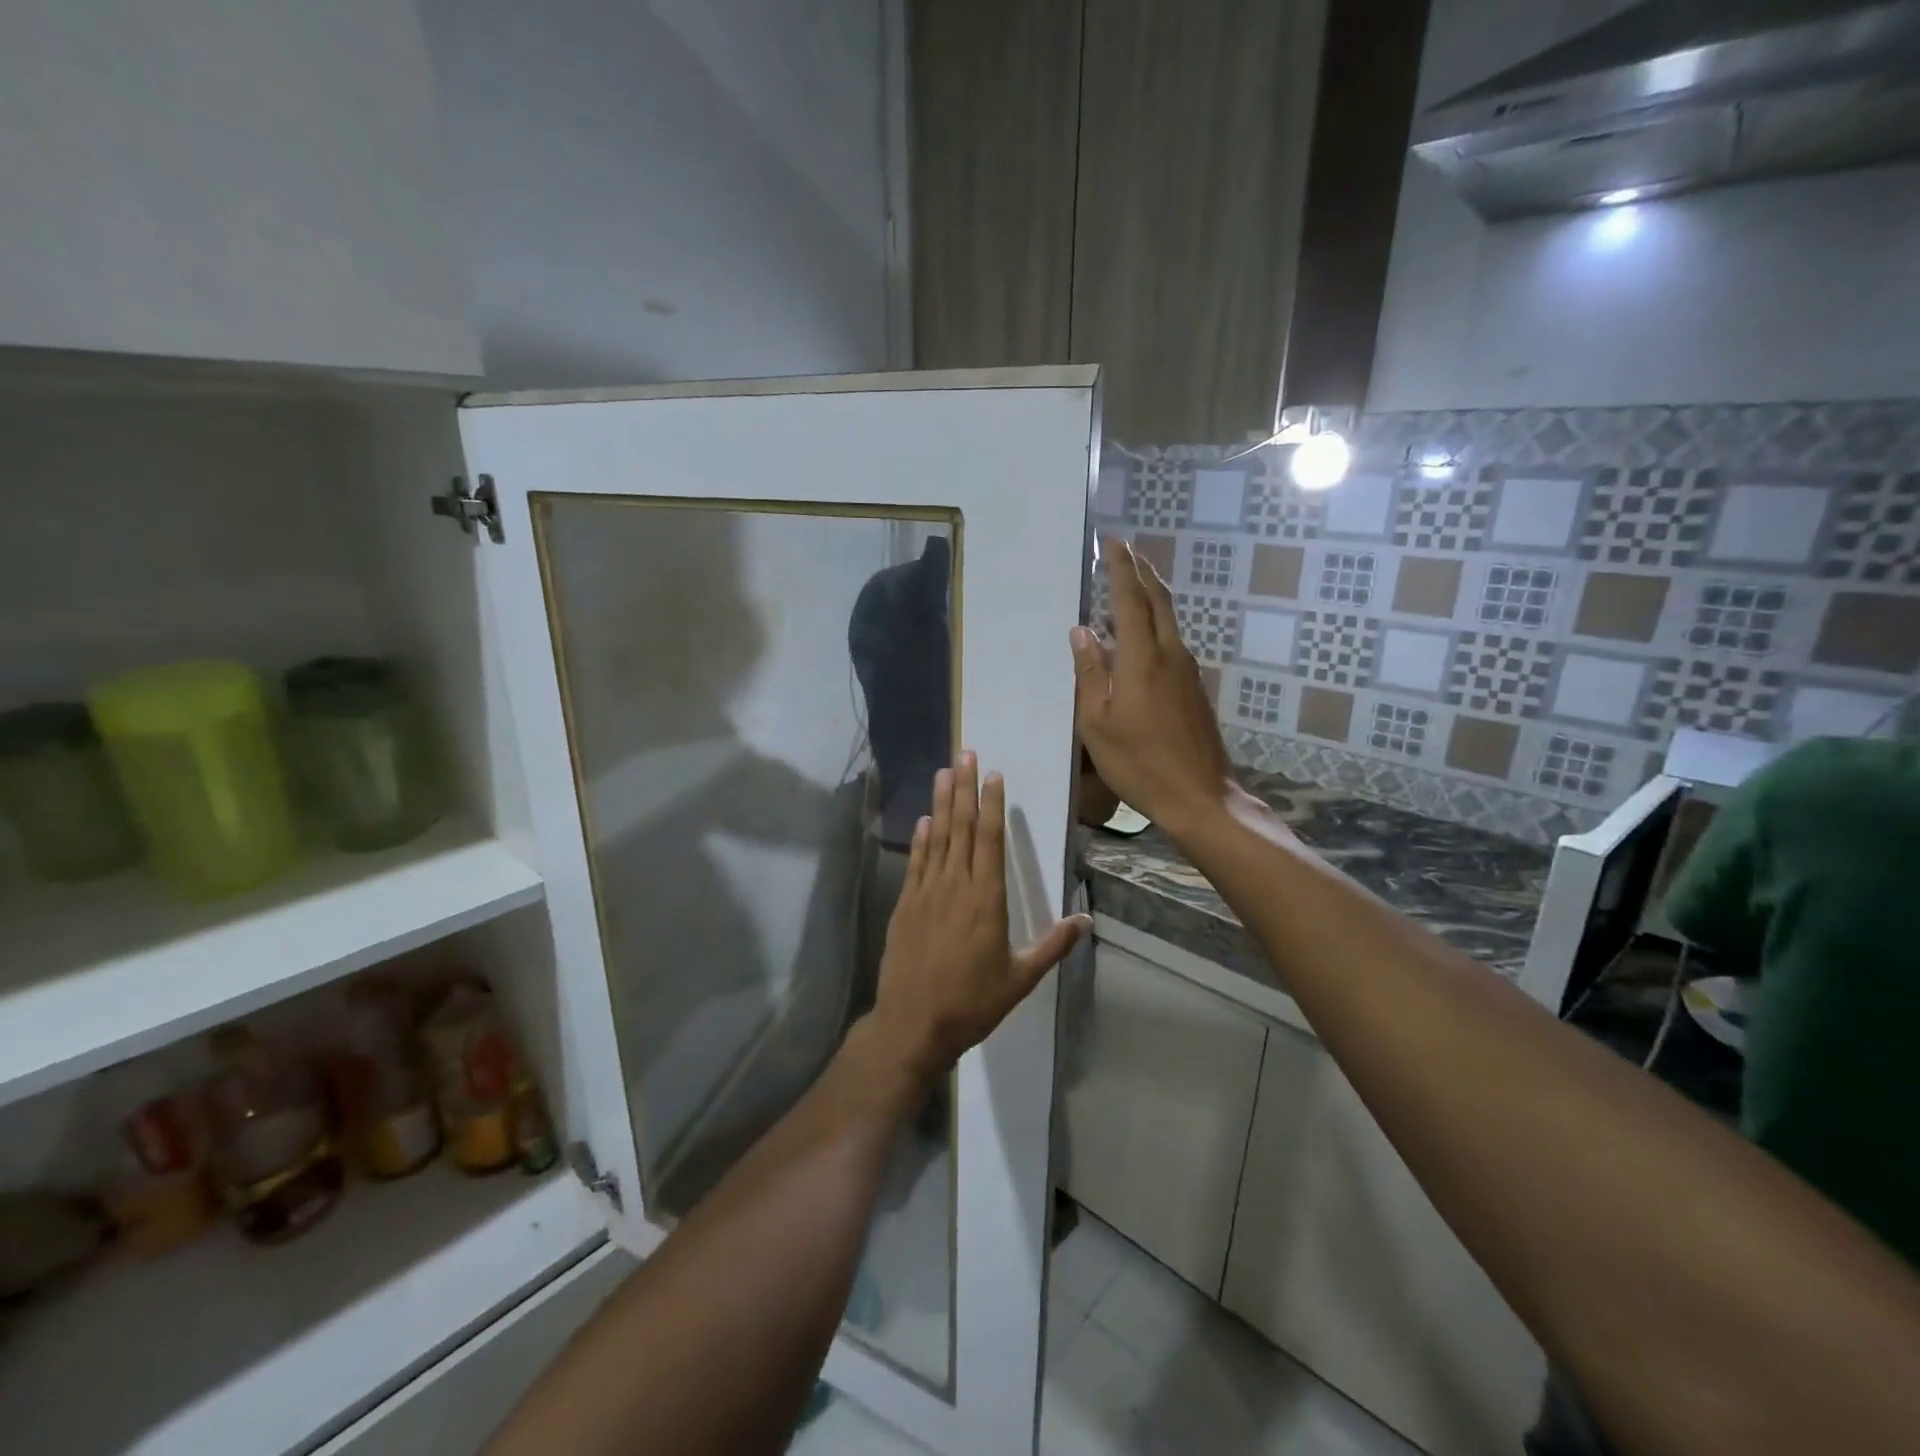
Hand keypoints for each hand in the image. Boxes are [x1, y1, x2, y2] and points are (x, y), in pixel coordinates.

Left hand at [869, 752, 1089, 1083]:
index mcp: (986, 899)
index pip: (989, 839)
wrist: (912, 1024)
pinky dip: (921, 838)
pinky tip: (923, 820)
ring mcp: (926, 892)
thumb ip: (1053, 946)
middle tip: (965, 753)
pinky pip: (916, 862)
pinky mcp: (905, 905)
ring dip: (941, 803)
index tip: (993, 775)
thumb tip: (1085, 919)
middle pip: (960, 827)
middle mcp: (955, 886)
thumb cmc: (972, 1003)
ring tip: (943, 771)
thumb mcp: (1020, 979)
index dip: (991, 804)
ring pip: (936, 838)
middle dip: (964, 788)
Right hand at [1071, 537, 1235, 836]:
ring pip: (1169, 619)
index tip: (1112, 542)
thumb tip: (1082, 630)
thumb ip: (1090, 673)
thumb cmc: (1138, 763)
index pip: (1130, 600)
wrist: (1199, 795)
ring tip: (1131, 582)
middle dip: (1142, 571)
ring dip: (1151, 594)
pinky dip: (1156, 622)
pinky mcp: (1195, 687)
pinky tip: (1142, 633)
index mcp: (1142, 660)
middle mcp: (1170, 654)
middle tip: (1125, 551)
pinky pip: (1173, 640)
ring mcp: (1188, 670)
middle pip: (1159, 600)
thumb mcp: (1097, 723)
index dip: (1120, 568)